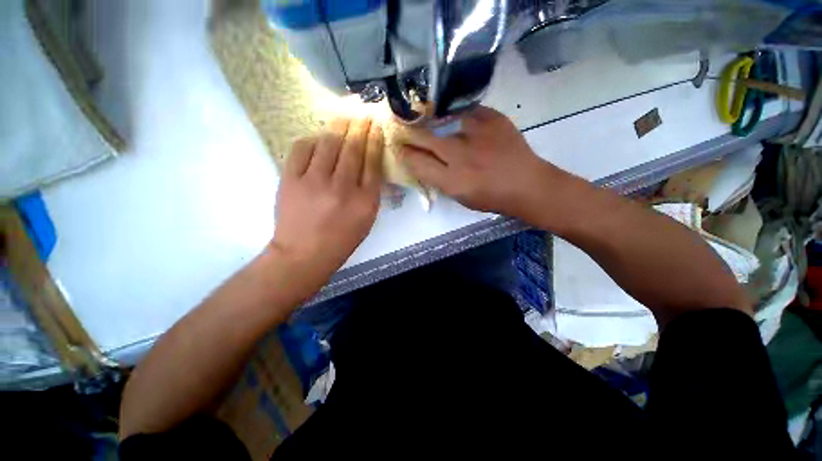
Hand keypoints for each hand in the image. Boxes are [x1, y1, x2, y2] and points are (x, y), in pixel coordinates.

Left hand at [272, 117, 383, 277]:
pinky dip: (312, 139)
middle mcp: (342, 187)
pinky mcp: (290, 180)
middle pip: (353, 148)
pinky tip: (319, 137)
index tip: (376, 126)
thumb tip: (370, 164)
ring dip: (339, 125)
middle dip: (360, 126)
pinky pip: (302, 149)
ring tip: (345, 113)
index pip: (372, 162)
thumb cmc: (341, 240)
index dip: (374, 140)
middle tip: (363, 110)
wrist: (304, 254)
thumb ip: (371, 192)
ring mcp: (314, 182)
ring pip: (328, 143)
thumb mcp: (366, 220)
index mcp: (364, 200)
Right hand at [400, 106, 565, 216]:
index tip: (399, 147)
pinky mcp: (493, 119)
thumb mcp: (460, 197)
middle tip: (406, 129)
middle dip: (411, 134)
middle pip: (425, 139)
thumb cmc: (491, 197)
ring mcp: (477, 134)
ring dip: (433, 122)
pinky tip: (459, 120)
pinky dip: (459, 115)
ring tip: (431, 120)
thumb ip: (439, 180)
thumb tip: (423, 162)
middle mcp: (461, 156)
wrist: (527, 184)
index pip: (417, 163)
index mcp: (452, 181)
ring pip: (443, 121)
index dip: (405, 154)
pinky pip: (466, 111)